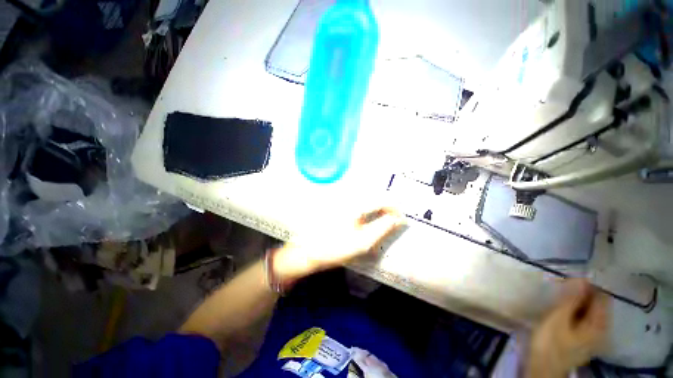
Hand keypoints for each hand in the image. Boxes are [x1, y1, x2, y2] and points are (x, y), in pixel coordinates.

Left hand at [273, 207, 403, 281]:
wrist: (306, 251)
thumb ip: (382, 228)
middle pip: (375, 196)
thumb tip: (398, 219)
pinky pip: (358, 203)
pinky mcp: (338, 204)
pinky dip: (368, 209)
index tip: (401, 220)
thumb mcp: (362, 242)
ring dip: (378, 208)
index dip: (396, 208)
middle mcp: (349, 197)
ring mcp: (342, 200)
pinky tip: (367, 219)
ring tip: (383, 221)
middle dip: (388, 208)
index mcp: (355, 203)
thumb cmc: (334, 248)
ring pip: (367, 199)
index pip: (383, 199)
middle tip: (394, 222)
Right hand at [527, 279, 609, 377]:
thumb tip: (582, 278)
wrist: (543, 368)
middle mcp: (602, 328)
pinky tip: (563, 310)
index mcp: (599, 324)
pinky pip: (585, 318)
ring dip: (576, 301)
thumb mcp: (558, 318)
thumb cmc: (550, 342)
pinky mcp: (585, 338)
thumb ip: (572, 299)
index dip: (587, 285)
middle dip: (581, 293)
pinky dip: (575, 310)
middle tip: (561, 287)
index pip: (601, 296)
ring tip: (560, 297)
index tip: (569, 280)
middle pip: (597, 303)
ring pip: (590, 311)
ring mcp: (594, 335)